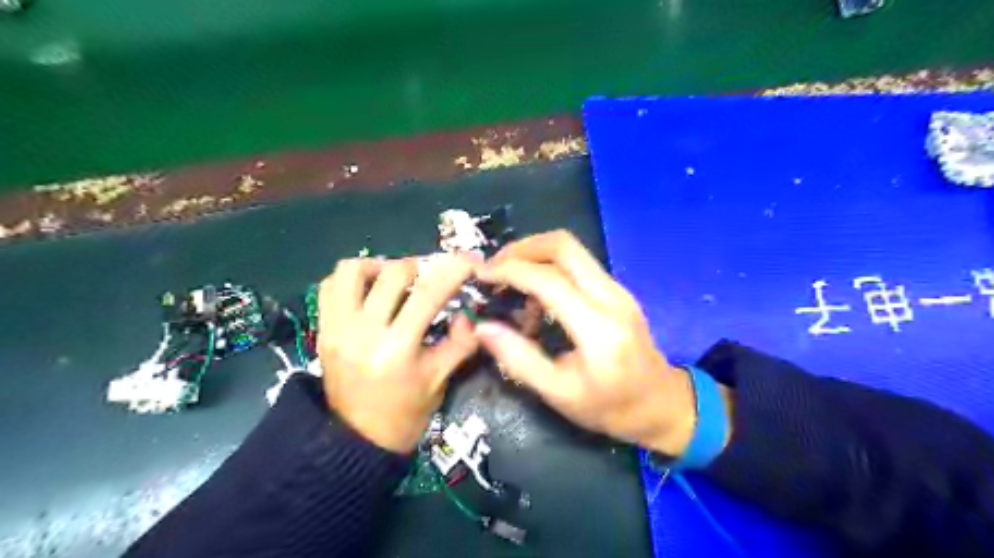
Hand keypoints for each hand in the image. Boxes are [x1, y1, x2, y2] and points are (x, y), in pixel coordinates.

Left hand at [314, 254, 477, 452]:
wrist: (356, 440)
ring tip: (396, 280)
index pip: (429, 294)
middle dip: (421, 267)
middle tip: (432, 277)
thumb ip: (460, 344)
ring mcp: (337, 328)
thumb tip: (469, 315)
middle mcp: (363, 331)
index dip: (454, 270)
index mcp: (397, 348)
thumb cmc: (405, 414)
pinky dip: (352, 279)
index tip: (469, 259)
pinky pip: (330, 287)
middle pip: (393, 273)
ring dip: (380, 266)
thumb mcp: (439, 380)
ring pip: (352, 270)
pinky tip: (369, 290)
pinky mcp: (323, 330)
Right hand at [474, 231, 722, 458]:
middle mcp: (611, 296)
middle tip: (494, 268)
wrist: (663, 404)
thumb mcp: (559, 394)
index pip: (547, 279)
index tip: (480, 274)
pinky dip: (549, 270)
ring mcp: (617, 289)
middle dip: (522, 249)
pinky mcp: (616, 290)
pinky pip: (578, 266)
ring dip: (535, 258)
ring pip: (571, 251)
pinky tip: (536, 302)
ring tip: (512, 292)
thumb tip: (482, 327)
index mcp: (598, 327)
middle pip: (563, 245)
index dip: (509, 271)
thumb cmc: (611, 408)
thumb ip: (519, 359)